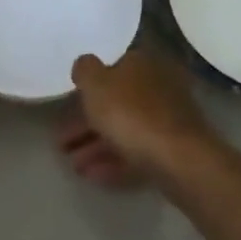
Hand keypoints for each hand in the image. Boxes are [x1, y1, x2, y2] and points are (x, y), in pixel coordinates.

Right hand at [66, 49, 213, 180]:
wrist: (178, 159)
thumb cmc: (131, 114)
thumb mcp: (96, 84)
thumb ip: (85, 70)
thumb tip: (85, 64)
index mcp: (142, 64)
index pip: (112, 67)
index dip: (87, 86)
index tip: (65, 104)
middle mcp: (158, 86)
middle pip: (116, 102)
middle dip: (86, 124)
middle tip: (62, 143)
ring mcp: (168, 119)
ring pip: (125, 129)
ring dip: (96, 146)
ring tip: (74, 166)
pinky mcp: (173, 149)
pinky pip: (137, 151)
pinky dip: (114, 161)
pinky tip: (93, 175)